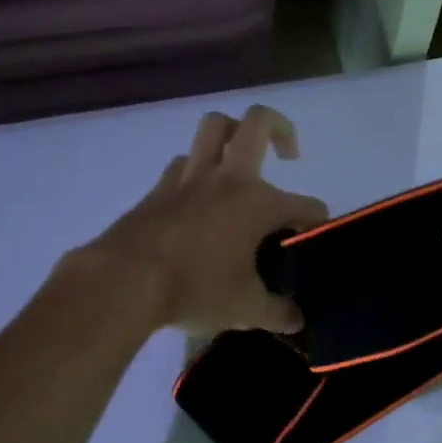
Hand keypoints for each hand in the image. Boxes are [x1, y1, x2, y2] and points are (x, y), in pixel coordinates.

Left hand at [80, 106, 328, 335]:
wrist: (124, 280)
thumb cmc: (195, 289)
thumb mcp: (245, 309)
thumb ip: (277, 312)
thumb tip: (296, 320)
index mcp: (257, 203)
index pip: (305, 205)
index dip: (317, 223)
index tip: (312, 243)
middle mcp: (227, 178)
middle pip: (258, 123)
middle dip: (282, 129)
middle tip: (288, 155)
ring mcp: (189, 178)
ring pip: (213, 129)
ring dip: (232, 135)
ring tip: (239, 162)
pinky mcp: (159, 189)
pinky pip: (182, 163)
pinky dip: (195, 170)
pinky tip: (198, 196)